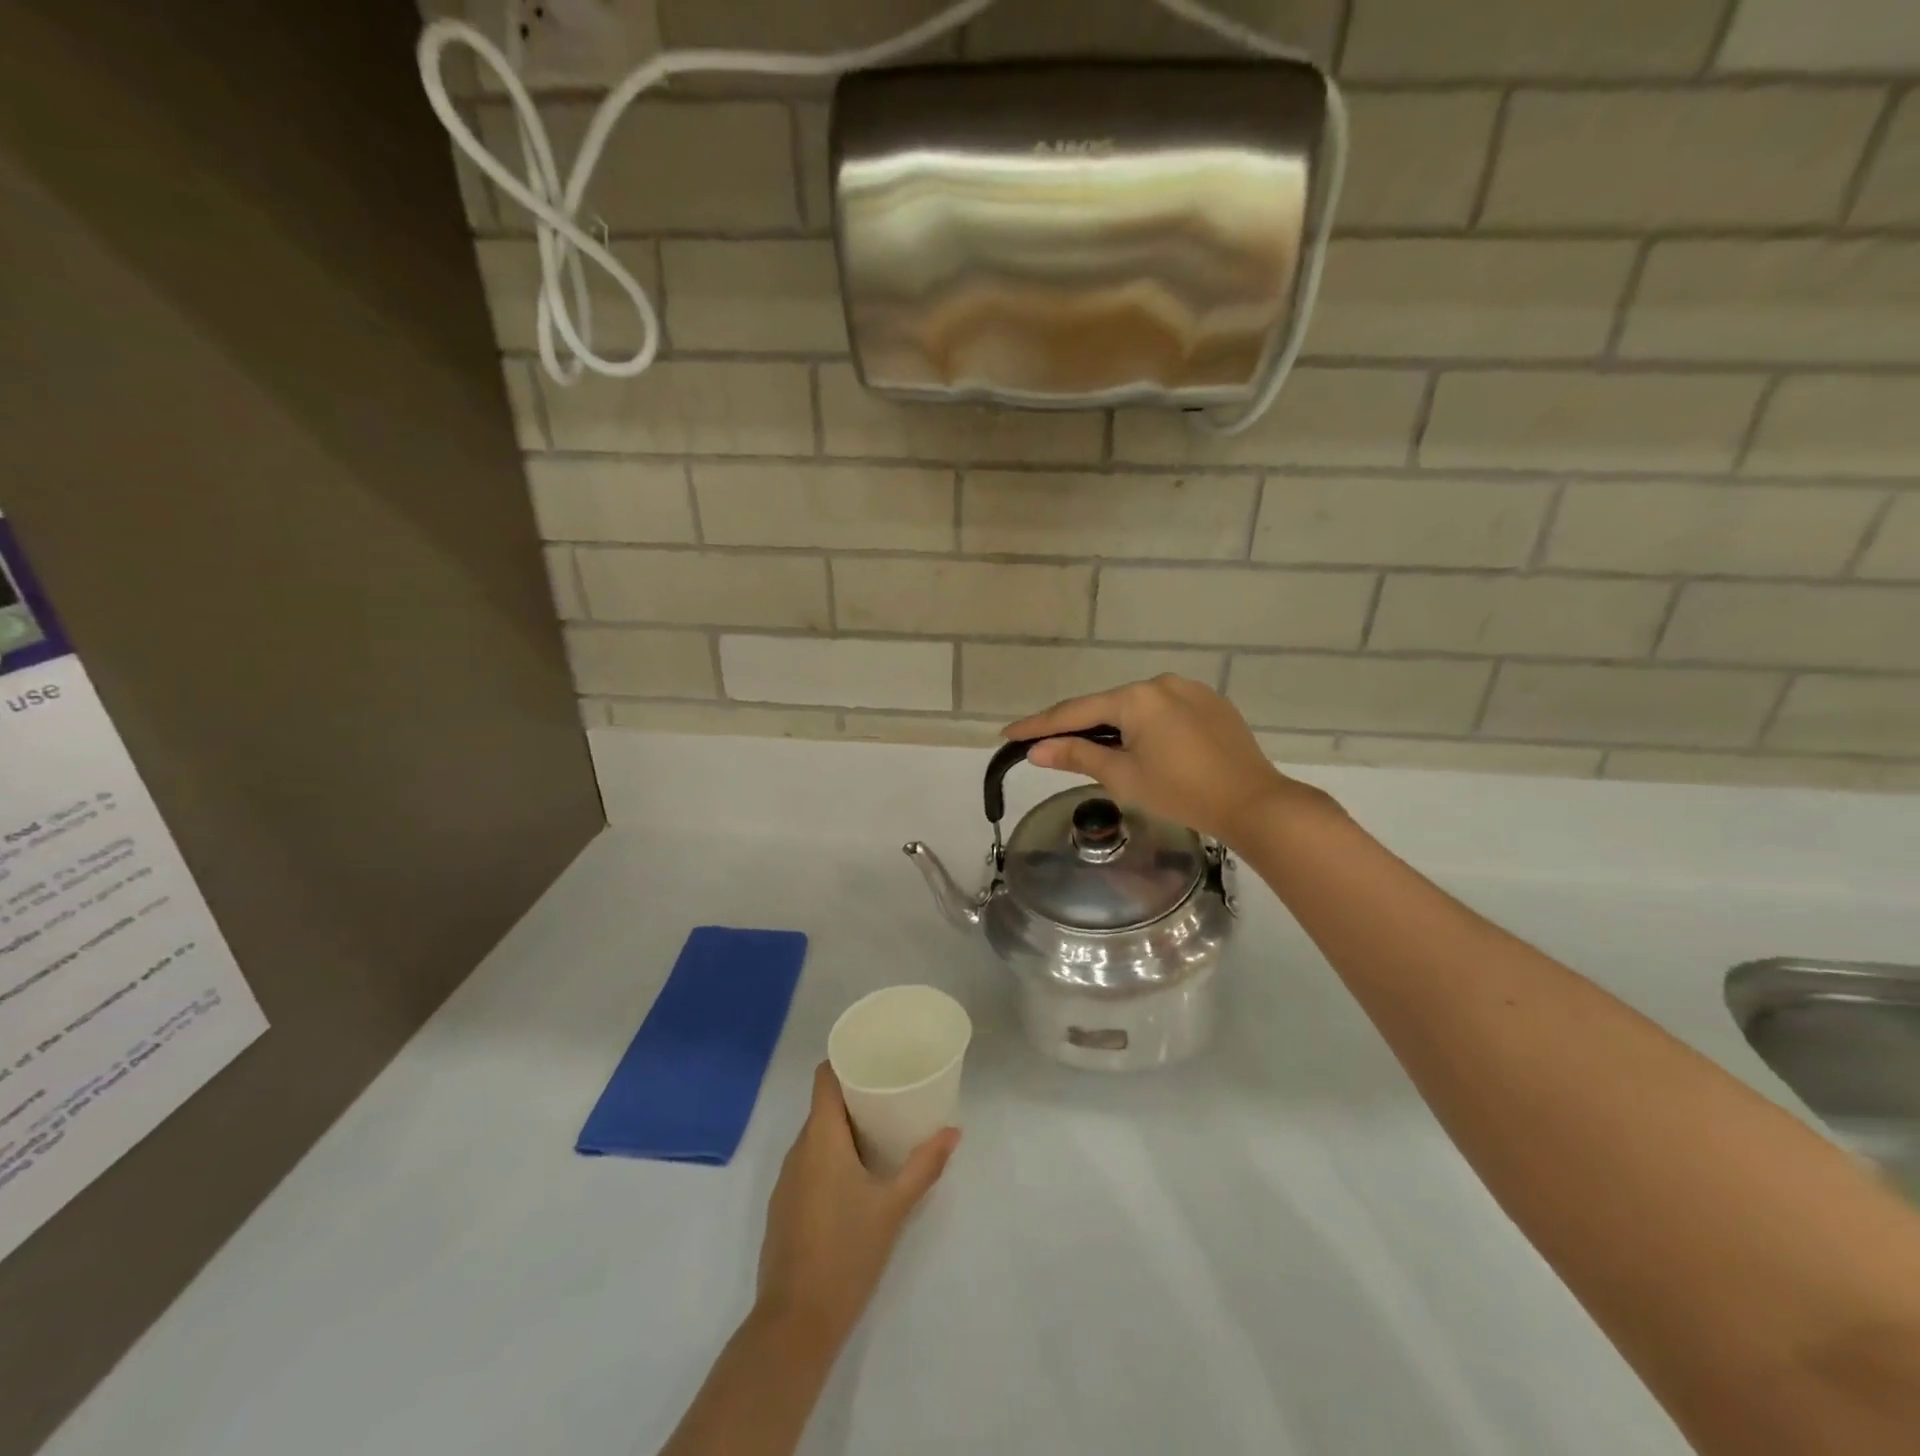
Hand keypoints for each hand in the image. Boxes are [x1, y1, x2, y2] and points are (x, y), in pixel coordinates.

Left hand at [756, 1063, 958, 1342]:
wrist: (795, 1323)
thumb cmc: (847, 1252)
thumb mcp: (894, 1207)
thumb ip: (924, 1166)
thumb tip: (954, 1132)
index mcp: (821, 1138)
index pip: (824, 1078)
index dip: (844, 1061)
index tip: (873, 1057)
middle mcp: (798, 1150)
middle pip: (823, 1106)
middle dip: (854, 1097)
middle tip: (890, 1094)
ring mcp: (786, 1181)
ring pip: (815, 1137)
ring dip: (843, 1130)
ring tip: (880, 1131)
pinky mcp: (784, 1208)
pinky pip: (808, 1164)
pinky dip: (830, 1158)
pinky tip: (856, 1177)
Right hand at [1003, 674, 1319, 845]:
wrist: (1254, 803)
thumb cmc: (1182, 793)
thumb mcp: (1123, 777)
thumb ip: (1077, 756)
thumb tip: (1037, 750)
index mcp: (1137, 697)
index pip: (1075, 712)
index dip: (1039, 726)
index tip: (1008, 733)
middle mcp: (1161, 683)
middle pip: (1106, 706)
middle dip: (1077, 727)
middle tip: (1048, 746)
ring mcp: (1190, 690)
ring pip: (1136, 708)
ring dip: (1112, 727)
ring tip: (1095, 751)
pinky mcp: (1211, 704)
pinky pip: (1163, 711)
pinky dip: (1143, 727)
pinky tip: (1142, 747)